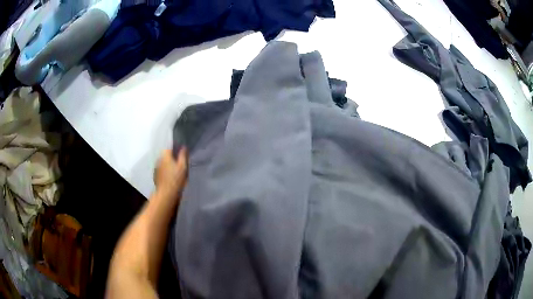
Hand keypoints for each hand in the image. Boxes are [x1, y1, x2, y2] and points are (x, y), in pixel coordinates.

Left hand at [154, 148, 187, 202]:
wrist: (166, 194)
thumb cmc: (176, 179)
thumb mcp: (183, 166)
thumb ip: (183, 156)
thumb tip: (183, 147)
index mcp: (165, 155)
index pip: (168, 148)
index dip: (174, 150)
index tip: (180, 155)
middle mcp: (158, 160)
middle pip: (165, 156)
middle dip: (171, 158)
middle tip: (178, 163)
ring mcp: (156, 168)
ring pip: (162, 163)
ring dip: (167, 165)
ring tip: (174, 171)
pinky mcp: (155, 176)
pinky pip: (161, 171)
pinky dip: (164, 172)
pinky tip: (169, 177)